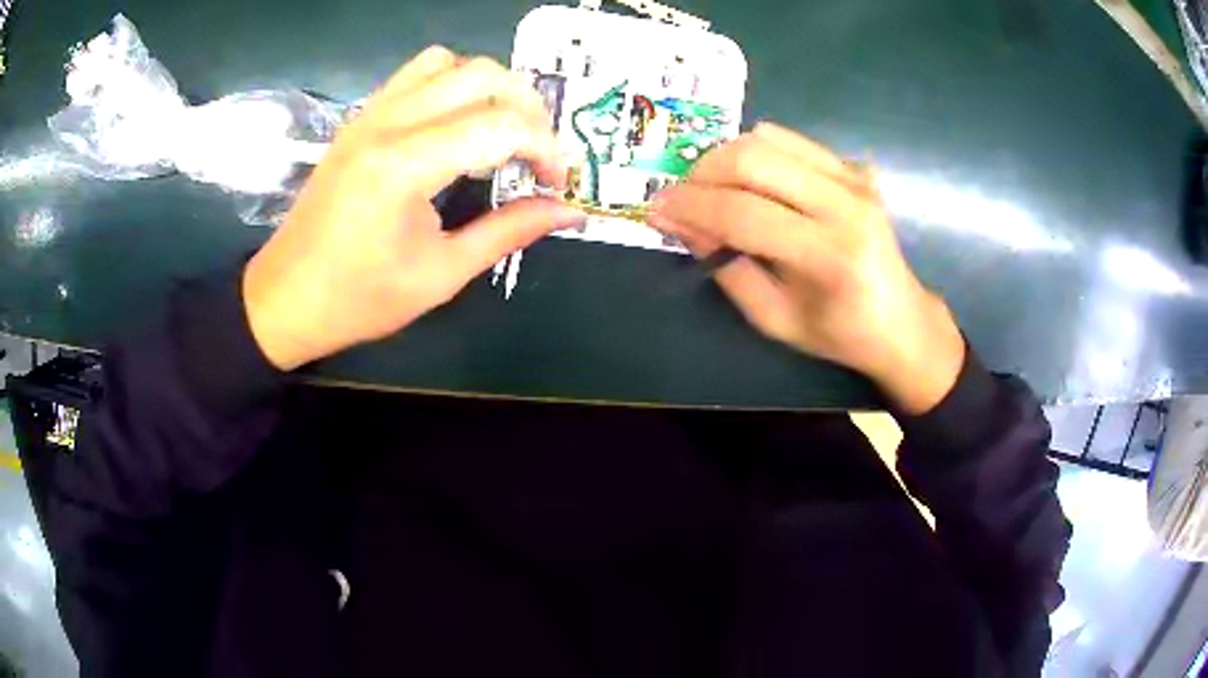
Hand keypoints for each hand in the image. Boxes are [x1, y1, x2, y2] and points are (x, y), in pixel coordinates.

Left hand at [243, 47, 582, 370]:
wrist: (285, 298)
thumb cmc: (359, 299)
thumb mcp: (441, 274)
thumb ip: (509, 232)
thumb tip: (570, 212)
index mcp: (404, 166)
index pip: (500, 125)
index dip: (546, 149)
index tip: (558, 183)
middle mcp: (387, 123)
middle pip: (481, 74)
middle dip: (528, 107)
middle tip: (538, 153)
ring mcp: (369, 115)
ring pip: (447, 62)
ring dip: (488, 87)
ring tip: (500, 130)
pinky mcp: (360, 119)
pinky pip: (415, 75)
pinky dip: (451, 85)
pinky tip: (455, 126)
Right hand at [648, 122, 964, 413]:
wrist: (901, 319)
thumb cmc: (838, 332)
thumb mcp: (773, 318)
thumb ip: (726, 267)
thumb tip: (680, 221)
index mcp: (829, 255)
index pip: (744, 213)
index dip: (691, 206)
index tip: (655, 207)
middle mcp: (845, 204)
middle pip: (753, 158)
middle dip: (702, 172)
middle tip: (683, 196)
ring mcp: (853, 178)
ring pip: (768, 138)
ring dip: (726, 156)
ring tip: (713, 188)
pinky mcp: (853, 167)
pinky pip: (790, 139)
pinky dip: (756, 152)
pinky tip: (751, 181)